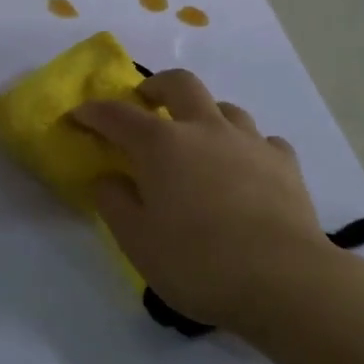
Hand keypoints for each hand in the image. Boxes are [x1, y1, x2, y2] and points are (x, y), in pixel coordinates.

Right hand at [73, 70, 331, 334]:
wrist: (284, 279)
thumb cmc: (198, 263)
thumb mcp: (138, 242)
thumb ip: (115, 203)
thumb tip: (108, 177)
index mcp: (162, 145)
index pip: (118, 116)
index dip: (94, 112)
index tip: (78, 115)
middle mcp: (206, 129)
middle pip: (180, 84)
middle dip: (156, 86)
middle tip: (145, 102)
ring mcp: (250, 141)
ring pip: (225, 108)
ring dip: (204, 115)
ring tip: (198, 140)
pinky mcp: (285, 162)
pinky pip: (261, 140)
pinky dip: (246, 147)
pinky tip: (246, 169)